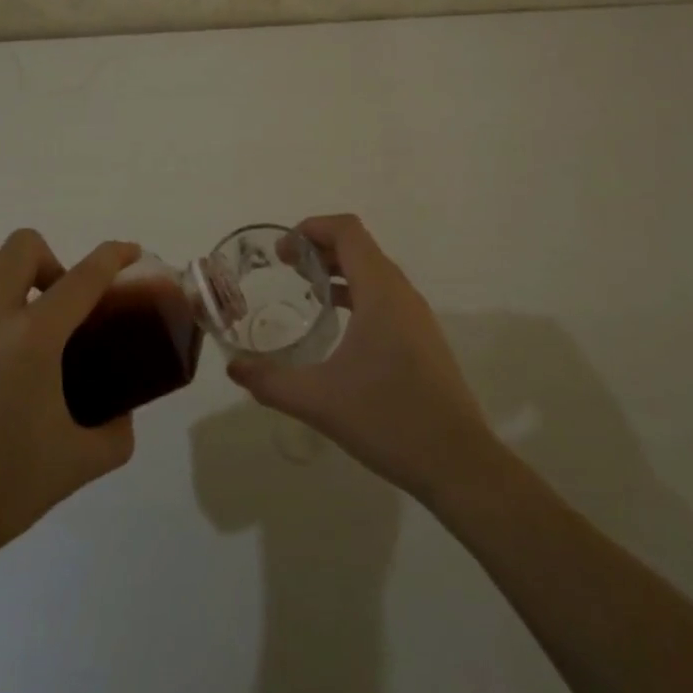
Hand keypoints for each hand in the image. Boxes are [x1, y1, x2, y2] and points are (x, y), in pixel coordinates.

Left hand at [0, 231, 139, 587]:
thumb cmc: (1, 492)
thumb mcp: (79, 464)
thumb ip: (117, 432)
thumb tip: (125, 412)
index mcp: (33, 339)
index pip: (85, 277)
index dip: (114, 256)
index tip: (128, 251)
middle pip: (23, 245)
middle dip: (50, 261)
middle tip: (52, 303)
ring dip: (0, 269)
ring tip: (5, 309)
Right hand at [226, 214, 497, 500]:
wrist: (459, 463)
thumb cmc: (388, 418)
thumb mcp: (319, 400)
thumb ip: (271, 382)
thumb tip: (234, 369)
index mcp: (380, 291)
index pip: (347, 231)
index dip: (311, 229)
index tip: (281, 251)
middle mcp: (401, 293)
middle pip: (359, 247)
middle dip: (320, 248)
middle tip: (285, 269)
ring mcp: (416, 316)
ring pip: (374, 272)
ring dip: (339, 270)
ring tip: (306, 291)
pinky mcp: (423, 339)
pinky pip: (385, 296)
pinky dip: (356, 293)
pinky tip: (338, 327)